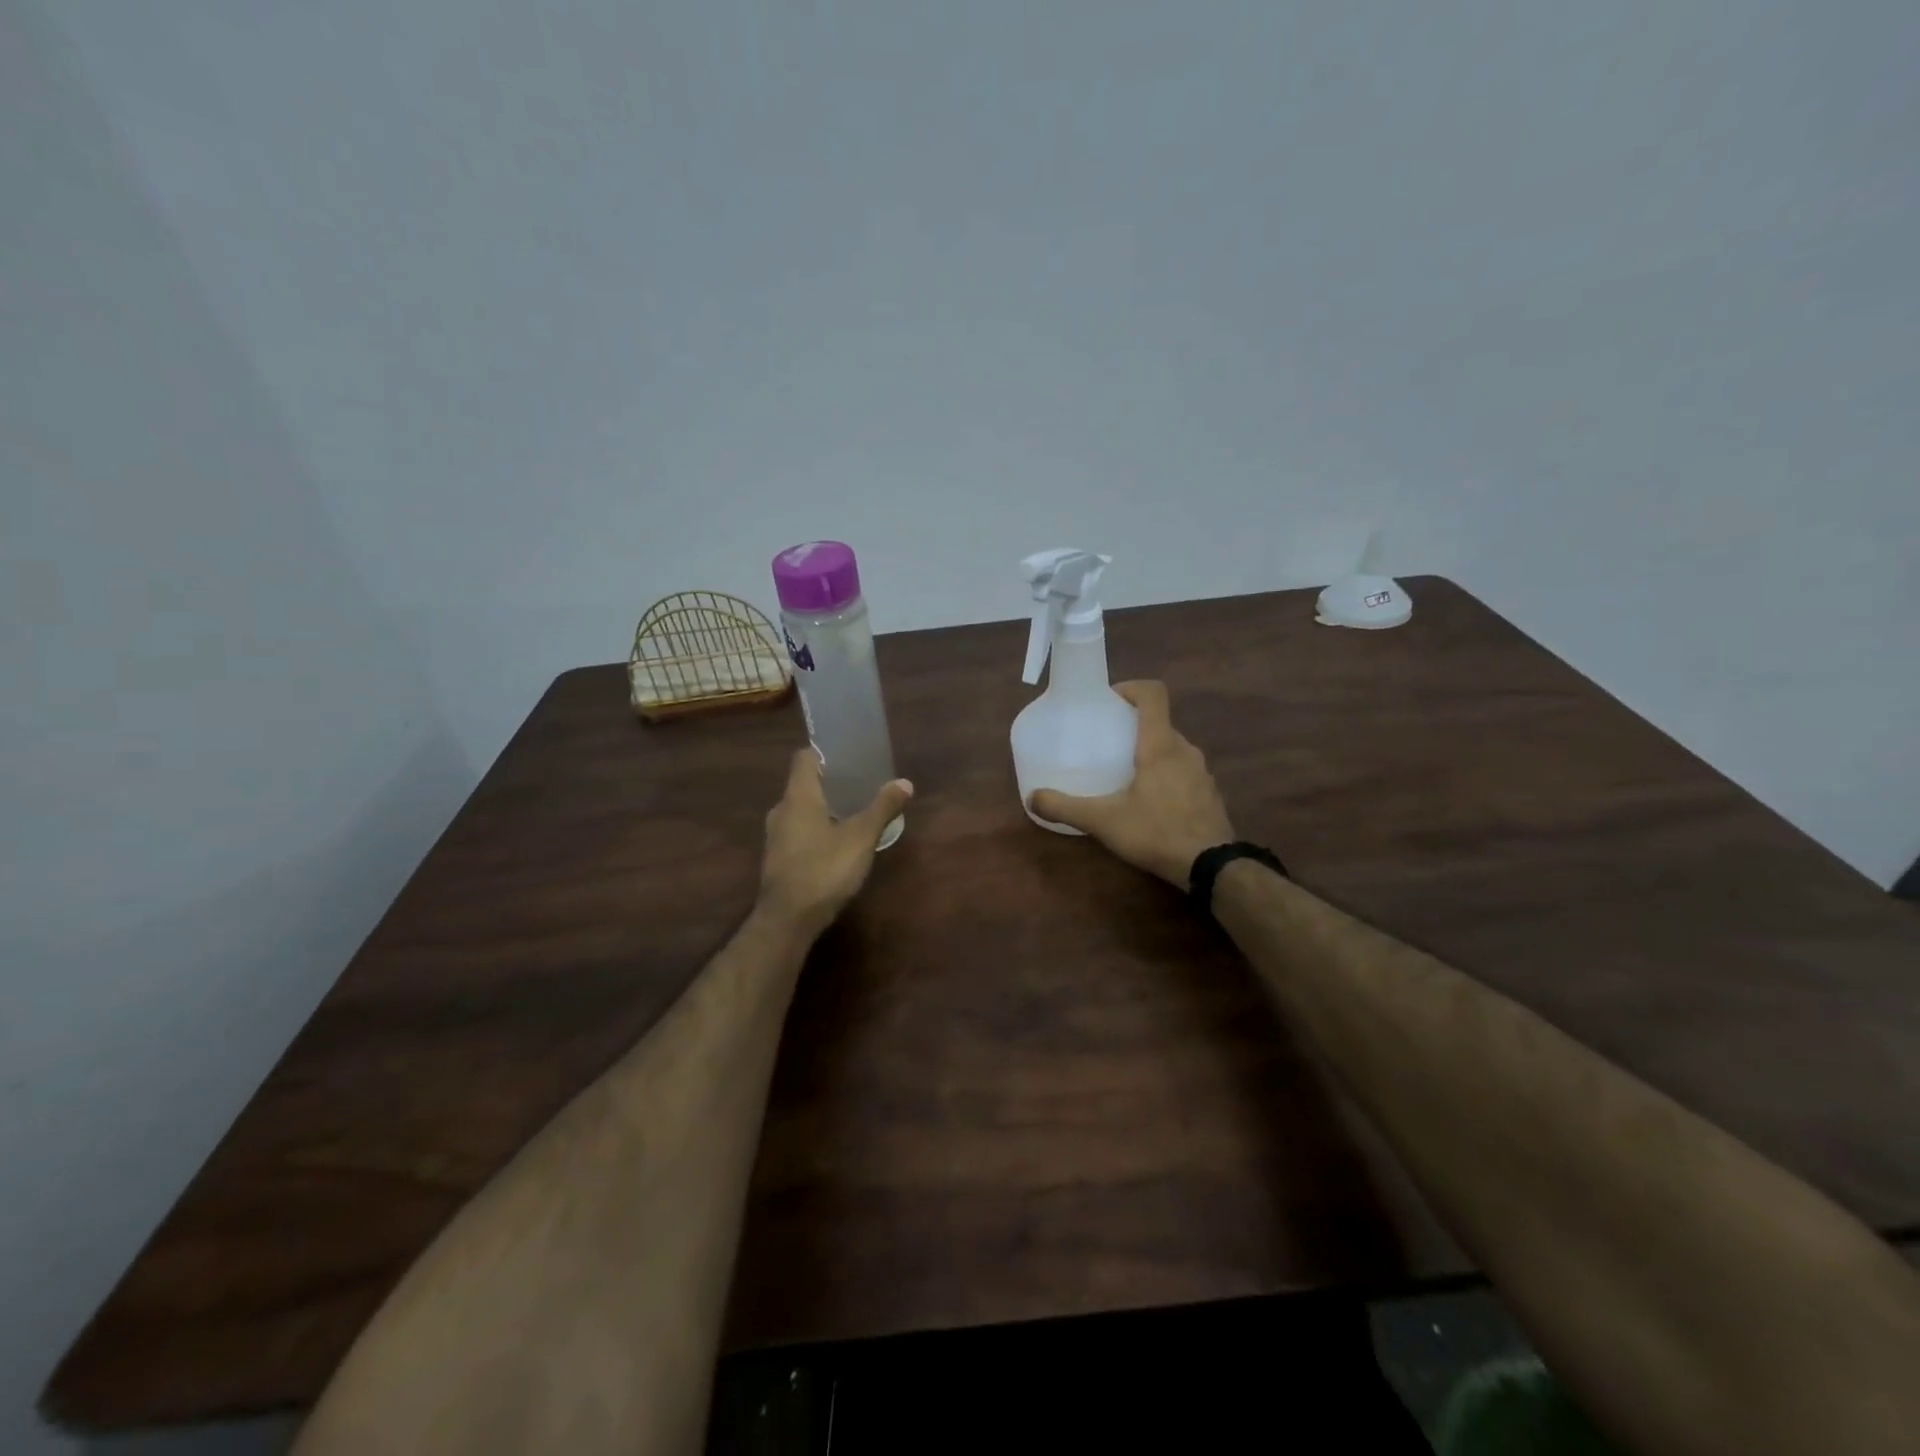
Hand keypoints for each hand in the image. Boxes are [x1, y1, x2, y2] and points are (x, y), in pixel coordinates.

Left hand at [757, 748, 913, 938]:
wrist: (788, 919)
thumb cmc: (824, 869)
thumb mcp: (861, 837)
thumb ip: (882, 808)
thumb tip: (905, 782)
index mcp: (798, 796)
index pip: (804, 758)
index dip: (825, 753)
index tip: (848, 757)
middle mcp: (781, 810)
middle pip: (803, 784)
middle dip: (830, 783)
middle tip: (860, 784)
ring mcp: (775, 836)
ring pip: (800, 810)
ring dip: (823, 808)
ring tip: (853, 812)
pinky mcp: (777, 859)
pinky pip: (797, 832)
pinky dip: (815, 829)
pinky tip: (837, 843)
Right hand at [1029, 680, 1234, 888]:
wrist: (1211, 867)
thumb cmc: (1156, 832)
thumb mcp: (1103, 821)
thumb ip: (1066, 807)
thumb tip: (1032, 798)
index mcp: (1160, 745)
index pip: (1153, 694)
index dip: (1131, 688)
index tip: (1109, 701)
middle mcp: (1185, 750)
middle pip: (1160, 723)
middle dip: (1134, 727)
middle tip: (1107, 743)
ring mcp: (1202, 772)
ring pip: (1173, 749)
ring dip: (1151, 752)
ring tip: (1125, 774)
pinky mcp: (1209, 794)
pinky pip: (1184, 772)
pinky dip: (1166, 776)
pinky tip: (1150, 803)